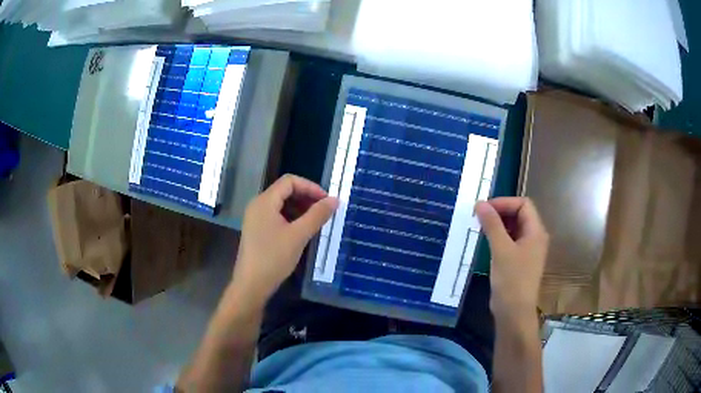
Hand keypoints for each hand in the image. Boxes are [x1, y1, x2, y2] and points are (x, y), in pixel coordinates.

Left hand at [232, 175, 337, 308]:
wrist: (251, 285)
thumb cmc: (274, 258)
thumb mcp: (299, 235)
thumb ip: (317, 215)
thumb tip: (335, 200)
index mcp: (265, 201)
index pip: (290, 181)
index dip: (310, 187)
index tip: (327, 201)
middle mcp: (258, 205)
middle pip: (285, 191)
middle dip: (306, 197)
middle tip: (324, 211)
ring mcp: (256, 218)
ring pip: (281, 204)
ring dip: (300, 209)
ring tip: (316, 221)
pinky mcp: (257, 230)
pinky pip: (276, 216)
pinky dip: (291, 218)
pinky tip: (302, 231)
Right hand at [475, 197, 548, 318]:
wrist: (514, 312)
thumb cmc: (512, 280)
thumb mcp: (501, 250)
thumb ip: (492, 224)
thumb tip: (480, 203)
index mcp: (536, 231)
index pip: (523, 204)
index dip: (504, 202)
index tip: (484, 208)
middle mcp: (535, 237)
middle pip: (520, 214)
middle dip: (500, 212)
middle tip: (479, 216)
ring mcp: (527, 250)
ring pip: (514, 227)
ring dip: (498, 224)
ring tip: (480, 227)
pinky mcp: (519, 260)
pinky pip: (510, 240)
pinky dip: (499, 236)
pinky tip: (486, 241)